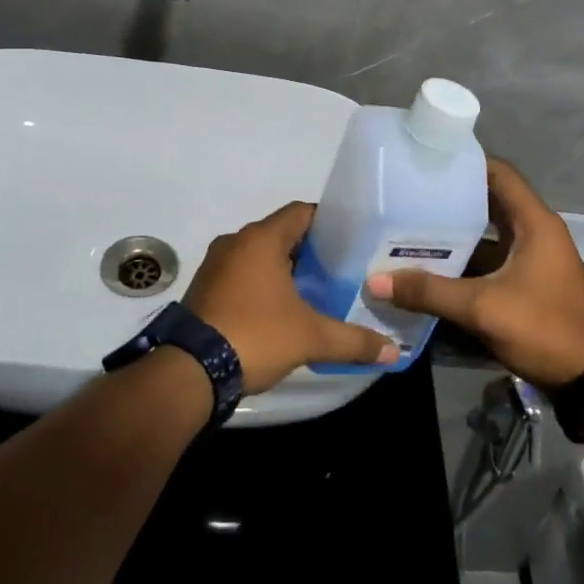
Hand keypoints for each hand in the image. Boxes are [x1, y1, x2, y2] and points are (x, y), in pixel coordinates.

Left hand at [185, 202, 398, 392]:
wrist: (190, 371)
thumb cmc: (255, 336)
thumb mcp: (311, 338)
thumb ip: (354, 341)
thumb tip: (394, 351)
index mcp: (261, 239)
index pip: (301, 212)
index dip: (328, 222)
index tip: (352, 240)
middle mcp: (236, 242)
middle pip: (281, 233)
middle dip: (310, 250)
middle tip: (341, 269)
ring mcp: (215, 265)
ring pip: (259, 255)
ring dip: (284, 268)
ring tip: (315, 290)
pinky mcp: (204, 288)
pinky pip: (241, 274)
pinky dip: (262, 284)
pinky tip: (281, 309)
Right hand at [365, 159, 583, 390]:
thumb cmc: (544, 328)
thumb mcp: (483, 308)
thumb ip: (430, 292)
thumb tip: (375, 281)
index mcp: (535, 223)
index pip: (499, 174)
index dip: (467, 162)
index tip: (428, 159)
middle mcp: (536, 233)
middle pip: (490, 203)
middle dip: (451, 200)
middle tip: (409, 195)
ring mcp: (533, 260)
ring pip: (488, 236)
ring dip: (456, 234)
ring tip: (410, 228)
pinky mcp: (528, 284)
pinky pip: (491, 261)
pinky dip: (465, 261)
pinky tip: (431, 268)